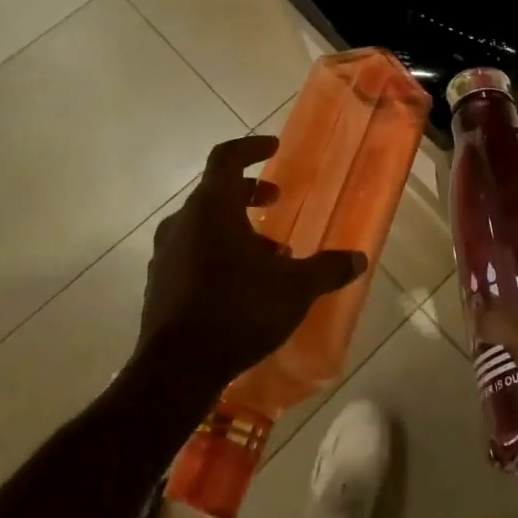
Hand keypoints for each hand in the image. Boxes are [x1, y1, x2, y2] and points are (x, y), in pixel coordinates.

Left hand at [137, 135, 365, 394]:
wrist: (177, 370)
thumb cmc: (239, 311)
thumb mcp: (295, 288)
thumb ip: (327, 268)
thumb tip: (358, 258)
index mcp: (212, 209)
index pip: (227, 158)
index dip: (251, 147)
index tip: (274, 147)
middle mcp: (184, 223)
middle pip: (215, 191)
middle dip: (249, 193)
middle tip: (276, 202)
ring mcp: (166, 255)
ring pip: (203, 225)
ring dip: (236, 227)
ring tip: (270, 252)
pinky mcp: (159, 284)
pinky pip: (192, 252)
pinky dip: (218, 252)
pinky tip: (243, 282)